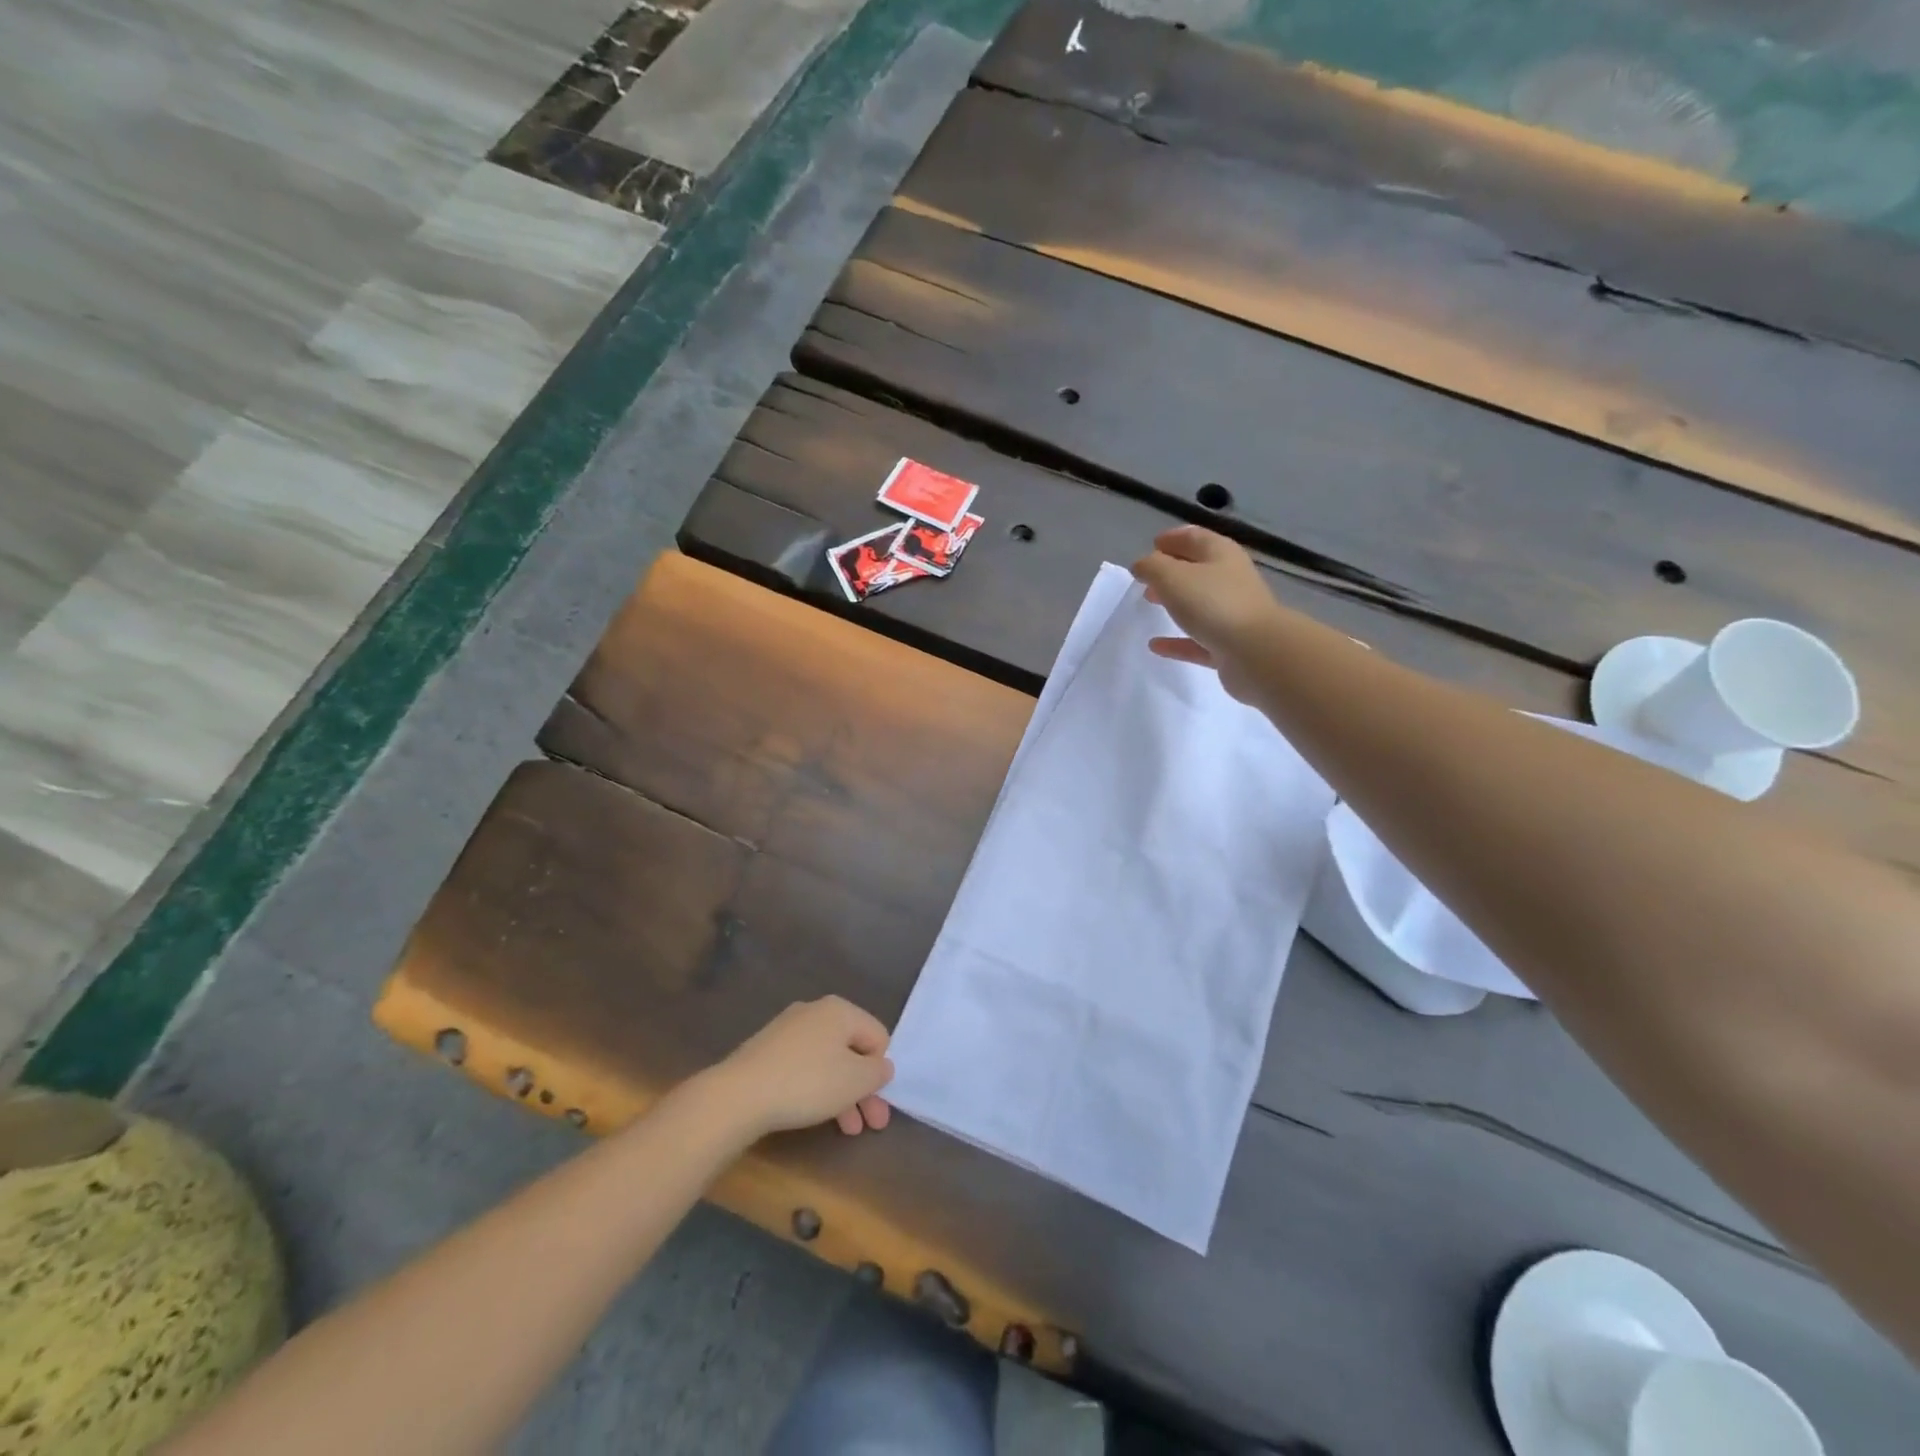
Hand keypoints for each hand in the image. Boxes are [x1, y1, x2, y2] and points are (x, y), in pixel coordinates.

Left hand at [709, 997, 893, 1139]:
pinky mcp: (767, 1051)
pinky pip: (804, 1067)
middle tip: (871, 1125)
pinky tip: (815, 1114)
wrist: (738, 1095)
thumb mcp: (855, 1080)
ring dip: (842, 1095)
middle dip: (864, 1089)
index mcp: (840, 1010)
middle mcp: (815, 1011)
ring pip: (828, 1062)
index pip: (878, 1036)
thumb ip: (878, 1071)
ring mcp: (787, 1030)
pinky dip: (816, 1089)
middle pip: (852, 1050)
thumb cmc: (807, 1082)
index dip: (882, 1071)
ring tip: (846, 1130)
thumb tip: (881, 1065)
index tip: (879, 1102)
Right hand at [1131, 526, 1281, 701]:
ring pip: (1199, 603)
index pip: (1194, 537)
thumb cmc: (1212, 603)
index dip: (1173, 538)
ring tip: (1150, 603)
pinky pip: (1197, 639)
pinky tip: (1155, 645)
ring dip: (1175, 602)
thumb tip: (1142, 565)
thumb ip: (1152, 567)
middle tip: (1147, 577)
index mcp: (1220, 554)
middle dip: (1171, 570)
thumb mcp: (1172, 577)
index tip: (1152, 544)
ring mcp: (1232, 613)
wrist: (1256, 652)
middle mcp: (1230, 579)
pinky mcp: (1229, 645)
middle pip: (1198, 569)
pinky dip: (1177, 640)